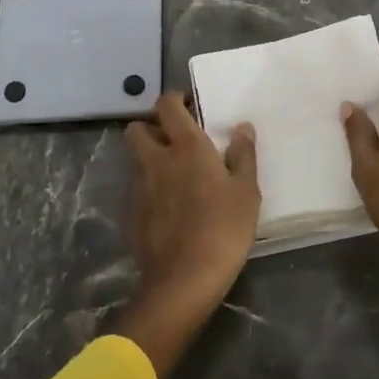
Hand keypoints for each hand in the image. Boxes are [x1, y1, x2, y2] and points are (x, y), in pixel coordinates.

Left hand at [113, 93, 259, 376]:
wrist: (185, 280)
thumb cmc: (224, 228)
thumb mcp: (247, 191)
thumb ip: (243, 155)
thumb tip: (242, 127)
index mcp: (186, 146)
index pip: (167, 105)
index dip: (174, 99)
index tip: (189, 105)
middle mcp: (157, 159)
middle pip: (137, 128)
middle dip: (151, 127)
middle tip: (174, 139)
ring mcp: (139, 187)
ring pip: (136, 159)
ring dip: (149, 157)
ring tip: (172, 173)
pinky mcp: (131, 213)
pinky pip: (136, 189)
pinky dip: (148, 188)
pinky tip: (166, 206)